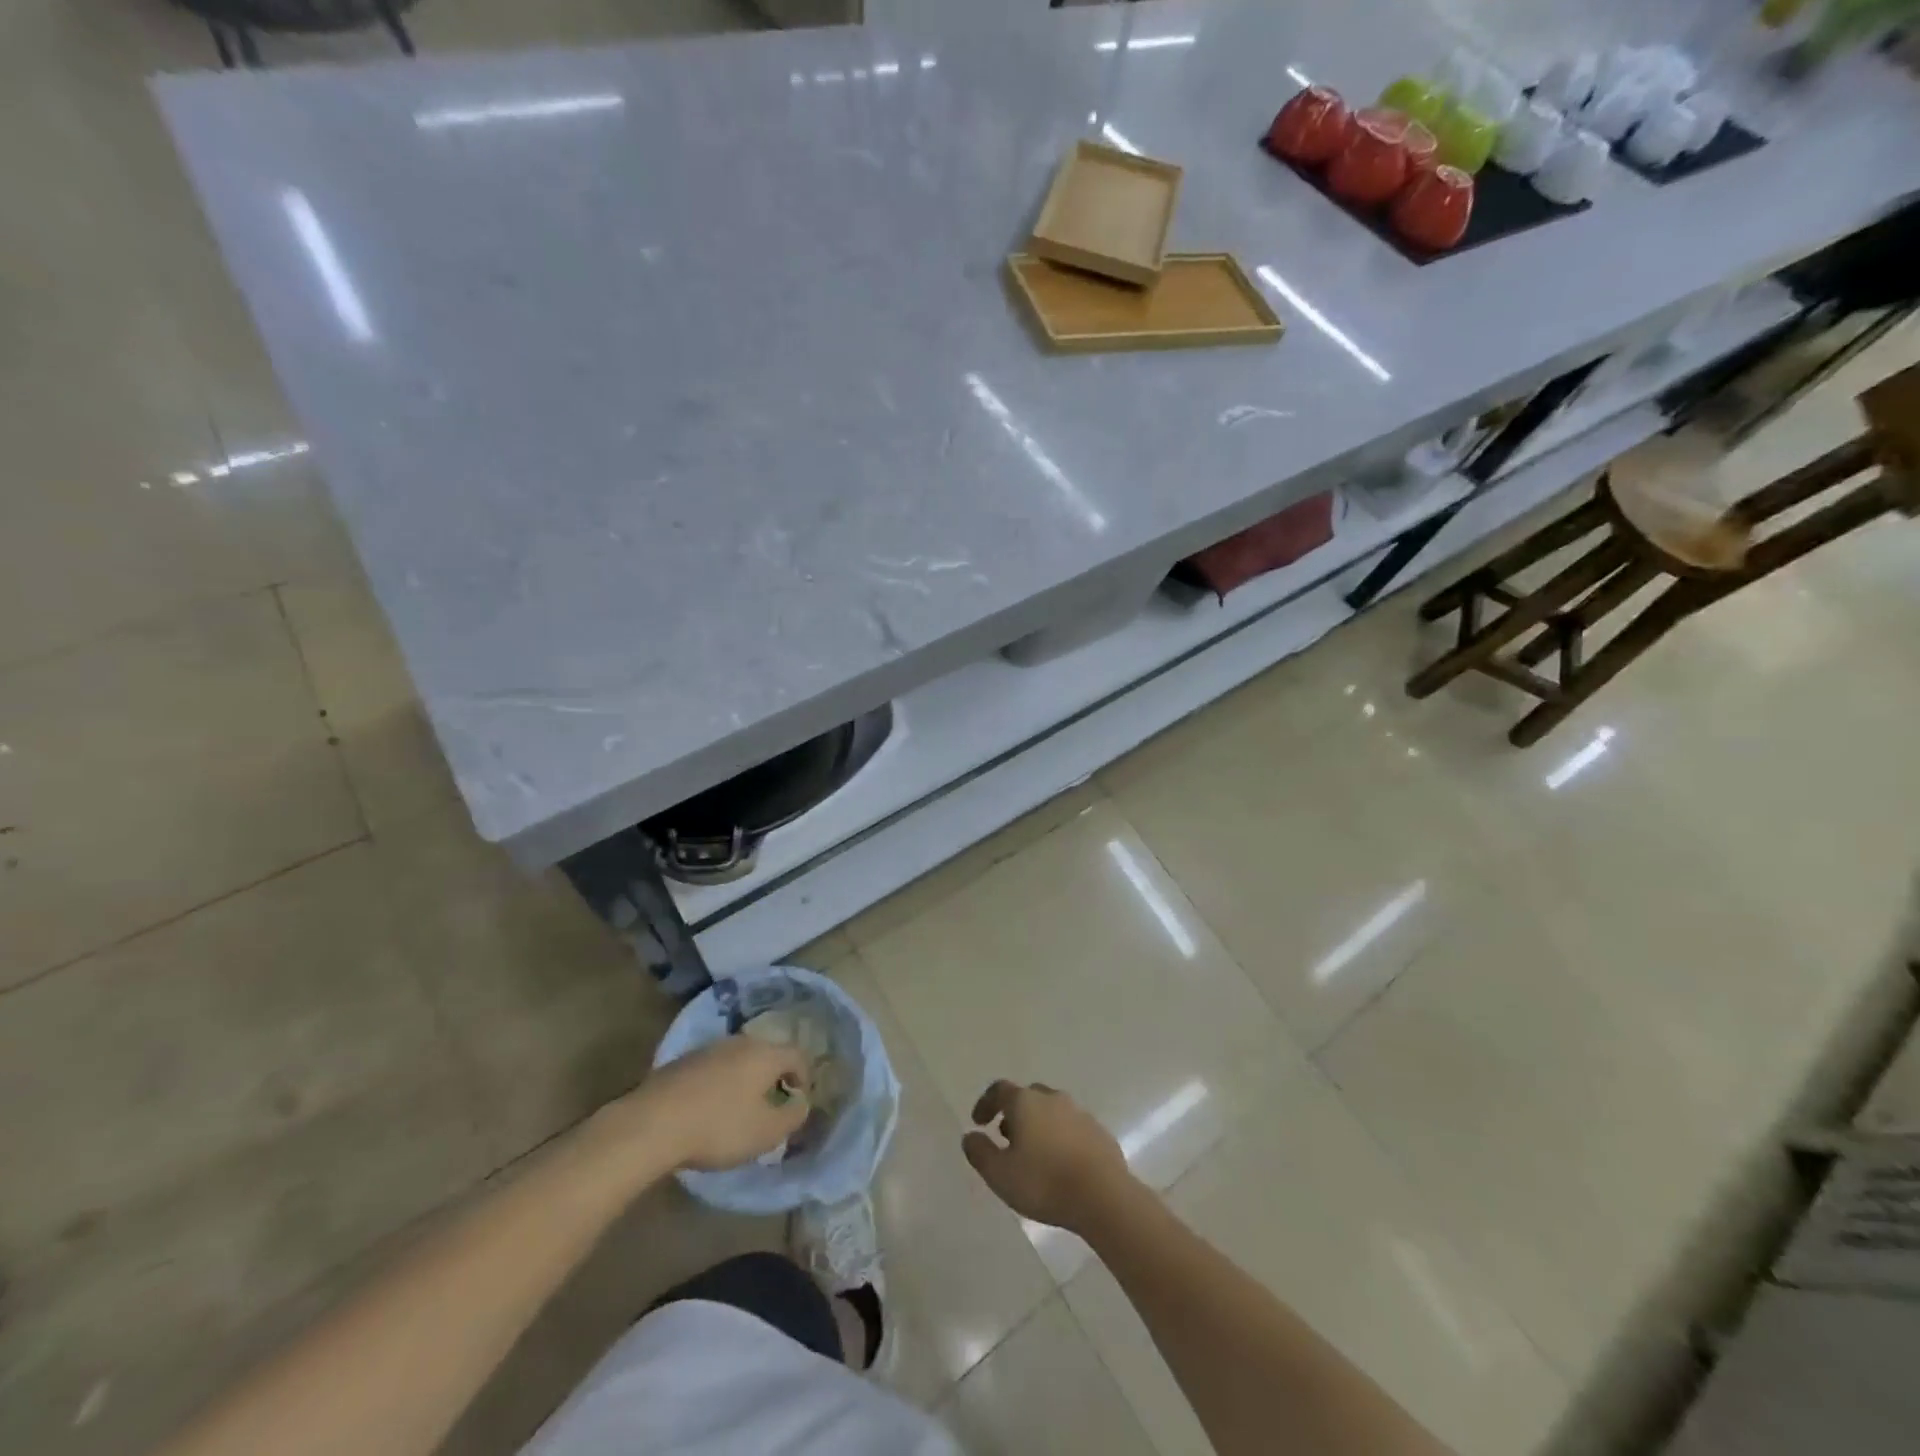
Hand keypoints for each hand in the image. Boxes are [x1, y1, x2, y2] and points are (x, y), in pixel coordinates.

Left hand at [624, 1037, 810, 1171]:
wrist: (651, 1123)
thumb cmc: (719, 1127)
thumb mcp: (766, 1132)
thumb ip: (793, 1116)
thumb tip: (801, 1103)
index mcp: (765, 1054)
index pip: (798, 1055)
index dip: (804, 1078)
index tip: (798, 1102)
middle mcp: (740, 1042)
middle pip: (767, 1054)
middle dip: (773, 1077)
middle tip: (770, 1106)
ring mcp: (708, 1049)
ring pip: (738, 1059)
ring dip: (744, 1080)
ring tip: (738, 1110)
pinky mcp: (681, 1062)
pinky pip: (712, 1069)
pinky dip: (718, 1084)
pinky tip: (707, 1110)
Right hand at [962, 1081, 1134, 1232]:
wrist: (1103, 1196)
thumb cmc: (1044, 1183)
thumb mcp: (1000, 1175)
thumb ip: (980, 1153)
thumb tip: (970, 1136)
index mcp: (1026, 1102)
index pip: (999, 1090)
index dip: (986, 1104)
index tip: (978, 1122)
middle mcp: (1052, 1098)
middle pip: (1027, 1097)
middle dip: (1014, 1113)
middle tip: (1006, 1138)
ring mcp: (1079, 1113)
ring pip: (1052, 1110)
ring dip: (1038, 1125)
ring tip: (1033, 1153)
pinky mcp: (1099, 1132)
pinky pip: (1072, 1127)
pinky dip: (1060, 1137)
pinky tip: (1060, 1162)